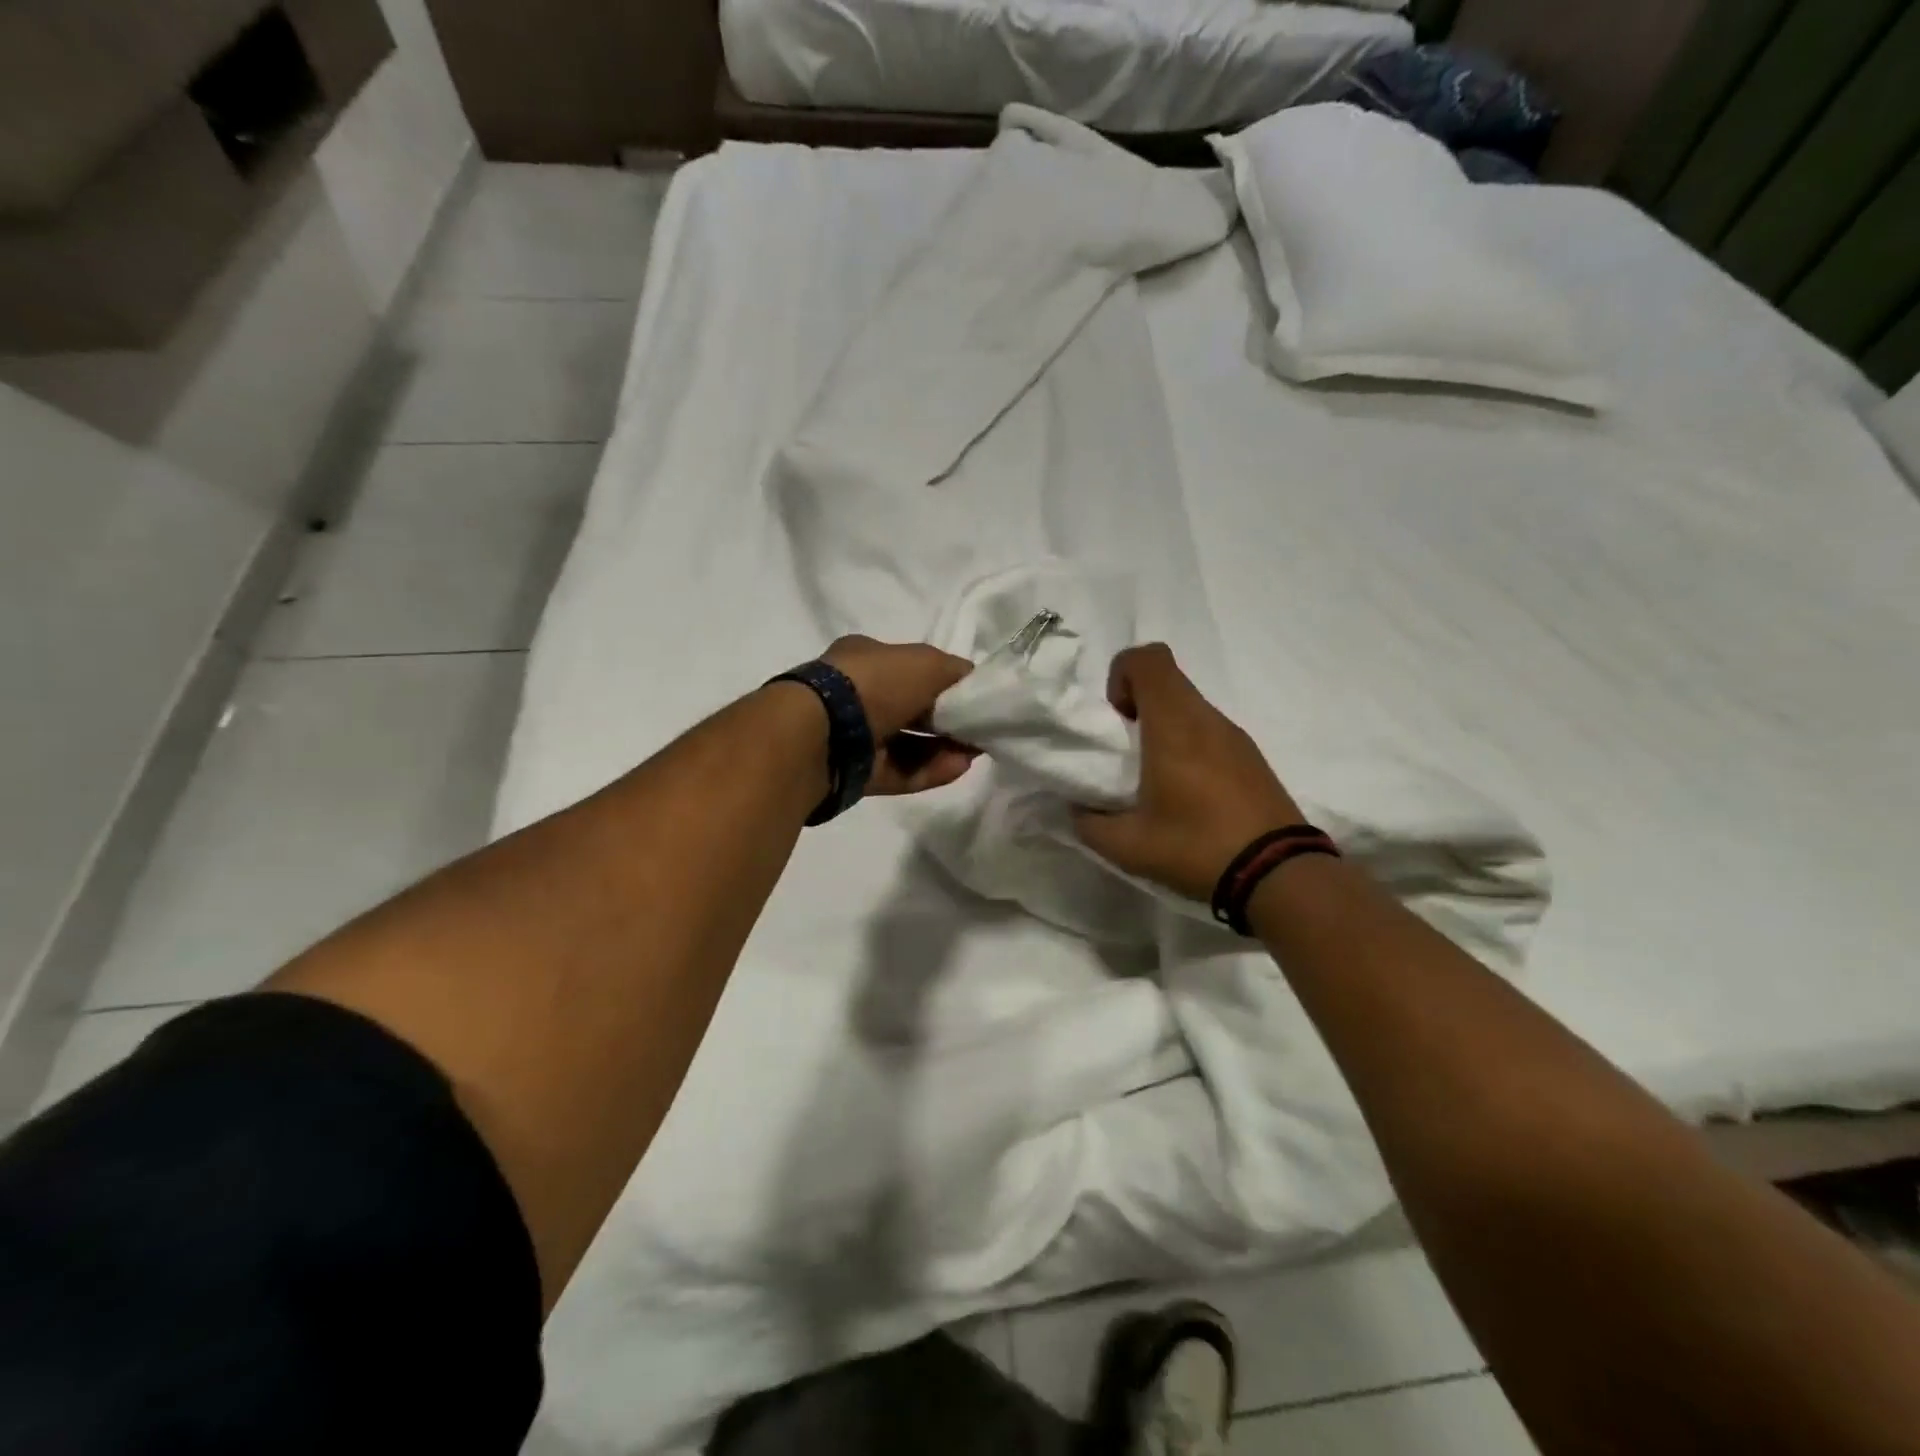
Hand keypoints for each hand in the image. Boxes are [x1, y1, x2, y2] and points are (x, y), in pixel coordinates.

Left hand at [822, 634, 980, 795]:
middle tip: (978, 730)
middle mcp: (855, 694)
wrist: (819, 737)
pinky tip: (956, 769)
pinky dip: (928, 770)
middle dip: (946, 719)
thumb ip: (954, 671)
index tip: (973, 697)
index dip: (944, 681)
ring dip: (942, 748)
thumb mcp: (925, 663)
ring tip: (972, 754)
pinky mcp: (854, 773)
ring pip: (906, 743)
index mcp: (864, 658)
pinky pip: (898, 771)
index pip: (911, 667)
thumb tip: (973, 684)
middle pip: (910, 707)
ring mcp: (852, 736)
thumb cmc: (873, 685)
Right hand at [1072, 643, 1303, 901]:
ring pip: (1190, 705)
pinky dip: (1189, 744)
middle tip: (1128, 751)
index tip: (1116, 718)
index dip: (1121, 675)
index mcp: (1174, 725)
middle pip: (1168, 679)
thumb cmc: (1196, 848)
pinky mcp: (1252, 757)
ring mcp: (1235, 736)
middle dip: (1137, 703)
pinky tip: (1188, 794)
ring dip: (1164, 725)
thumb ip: (1089, 822)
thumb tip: (1078, 809)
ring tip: (1156, 778)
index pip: (1147, 658)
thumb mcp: (1127, 845)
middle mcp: (1206, 719)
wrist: (1278, 875)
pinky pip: (1210, 731)